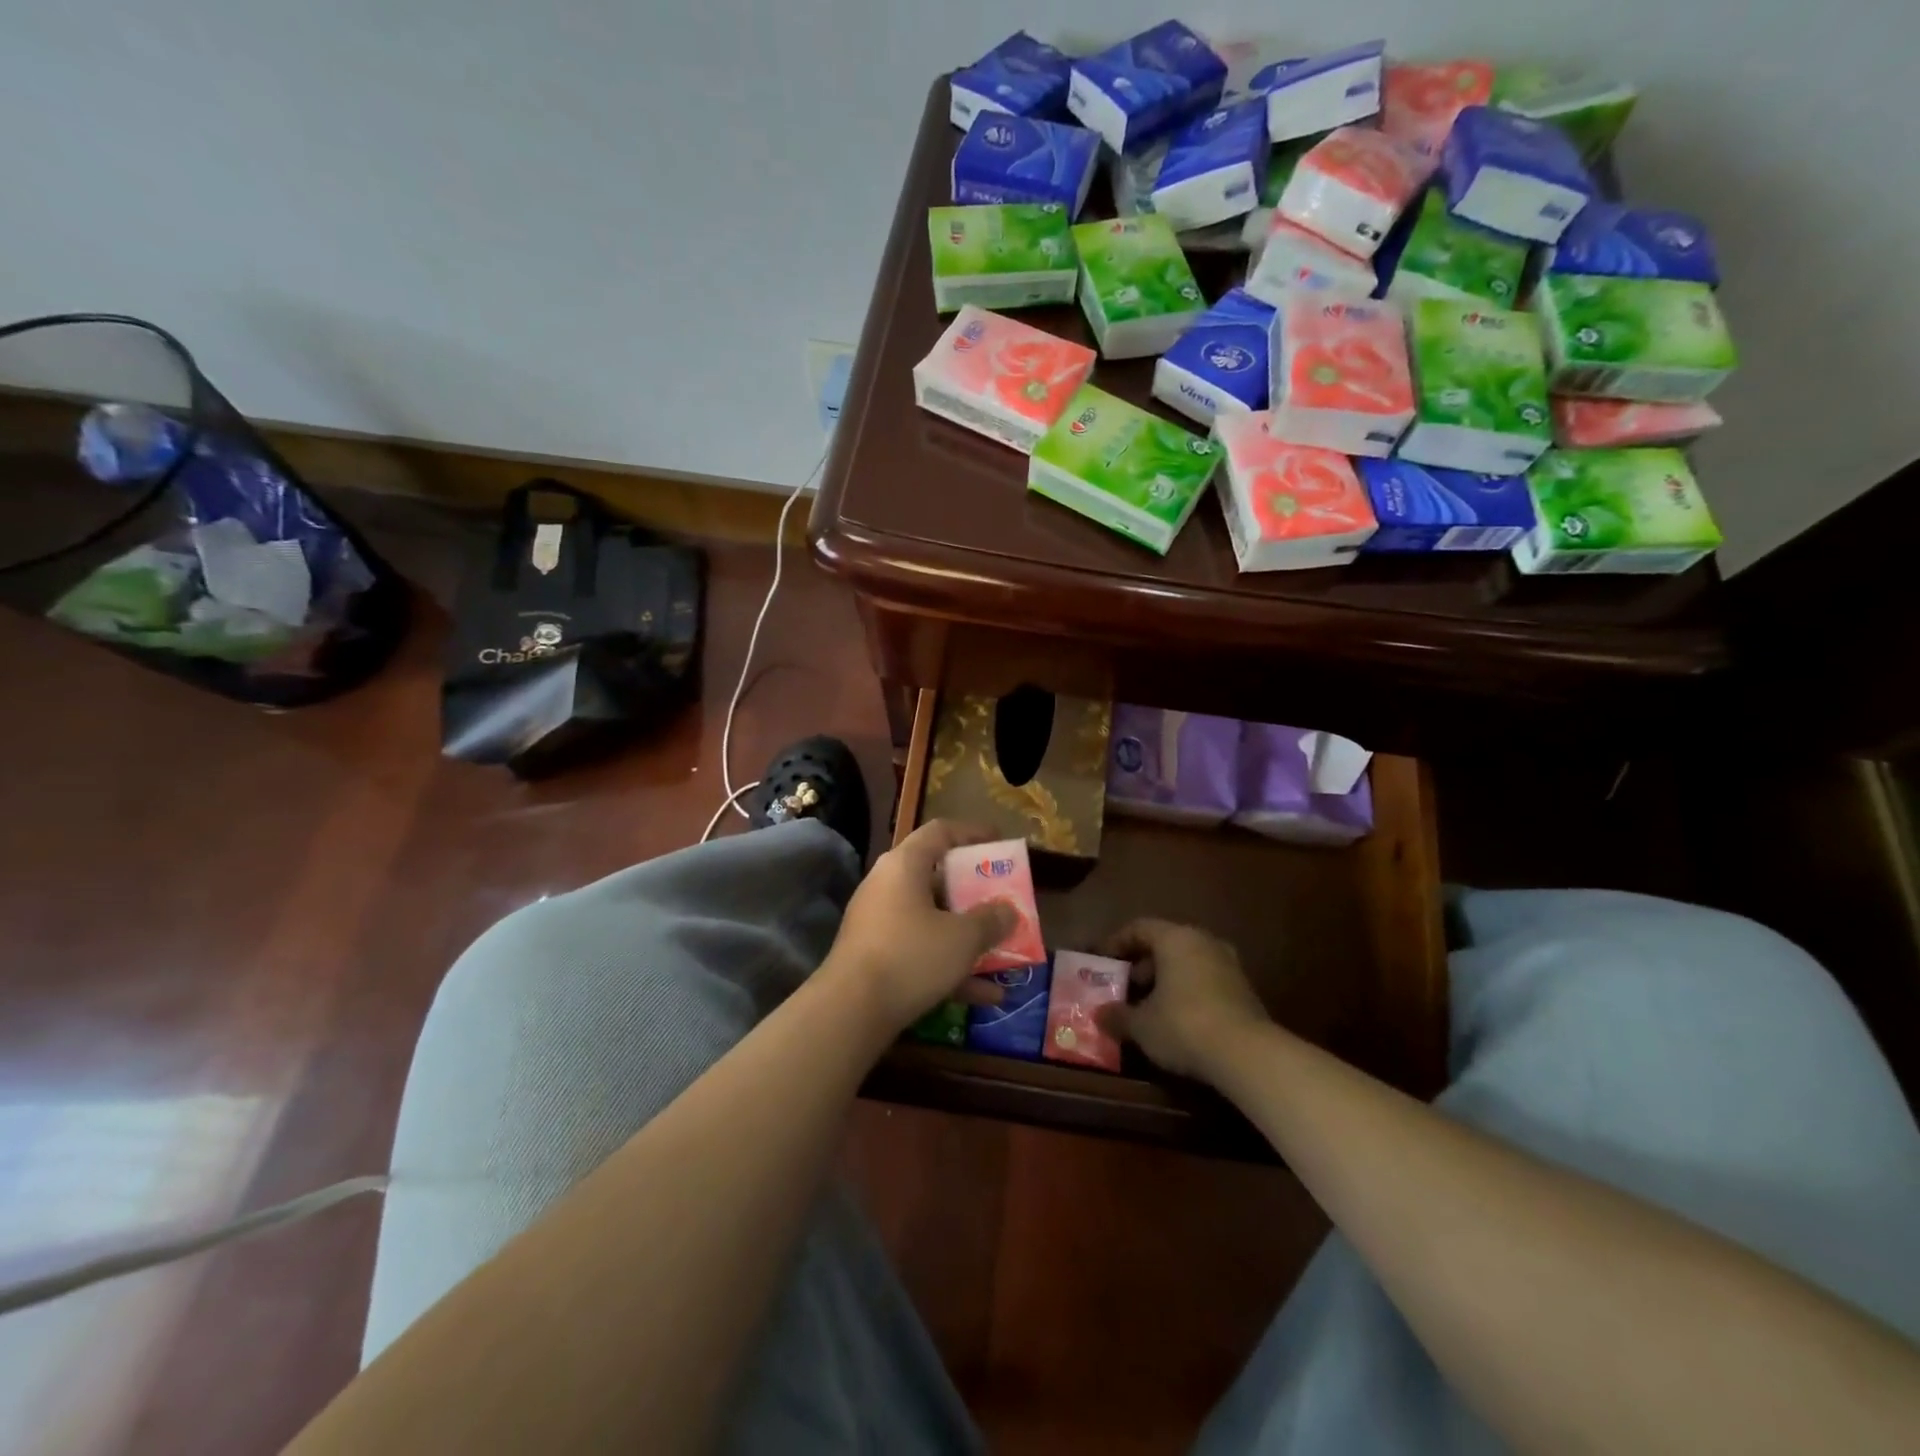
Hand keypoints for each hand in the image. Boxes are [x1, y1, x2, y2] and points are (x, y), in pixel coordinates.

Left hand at [821, 820, 1016, 1033]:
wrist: (850, 1011)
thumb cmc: (911, 956)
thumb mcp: (962, 938)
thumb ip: (991, 921)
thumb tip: (1008, 911)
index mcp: (905, 865)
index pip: (940, 831)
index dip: (972, 833)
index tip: (999, 844)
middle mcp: (888, 886)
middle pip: (937, 877)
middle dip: (974, 892)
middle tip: (1003, 899)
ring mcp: (879, 923)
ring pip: (932, 920)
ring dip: (967, 936)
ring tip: (1004, 951)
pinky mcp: (876, 957)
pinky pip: (921, 952)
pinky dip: (951, 967)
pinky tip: (987, 995)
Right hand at [1097, 919, 1269, 1082]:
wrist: (1248, 1055)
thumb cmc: (1183, 1025)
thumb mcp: (1141, 1025)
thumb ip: (1118, 1016)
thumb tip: (1099, 1014)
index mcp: (1176, 938)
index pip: (1139, 927)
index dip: (1117, 942)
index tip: (1102, 961)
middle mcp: (1204, 942)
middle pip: (1165, 943)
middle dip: (1142, 964)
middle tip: (1126, 986)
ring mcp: (1229, 965)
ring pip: (1188, 963)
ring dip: (1166, 980)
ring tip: (1150, 1006)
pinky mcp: (1245, 990)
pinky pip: (1206, 981)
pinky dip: (1188, 992)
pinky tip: (1178, 1019)